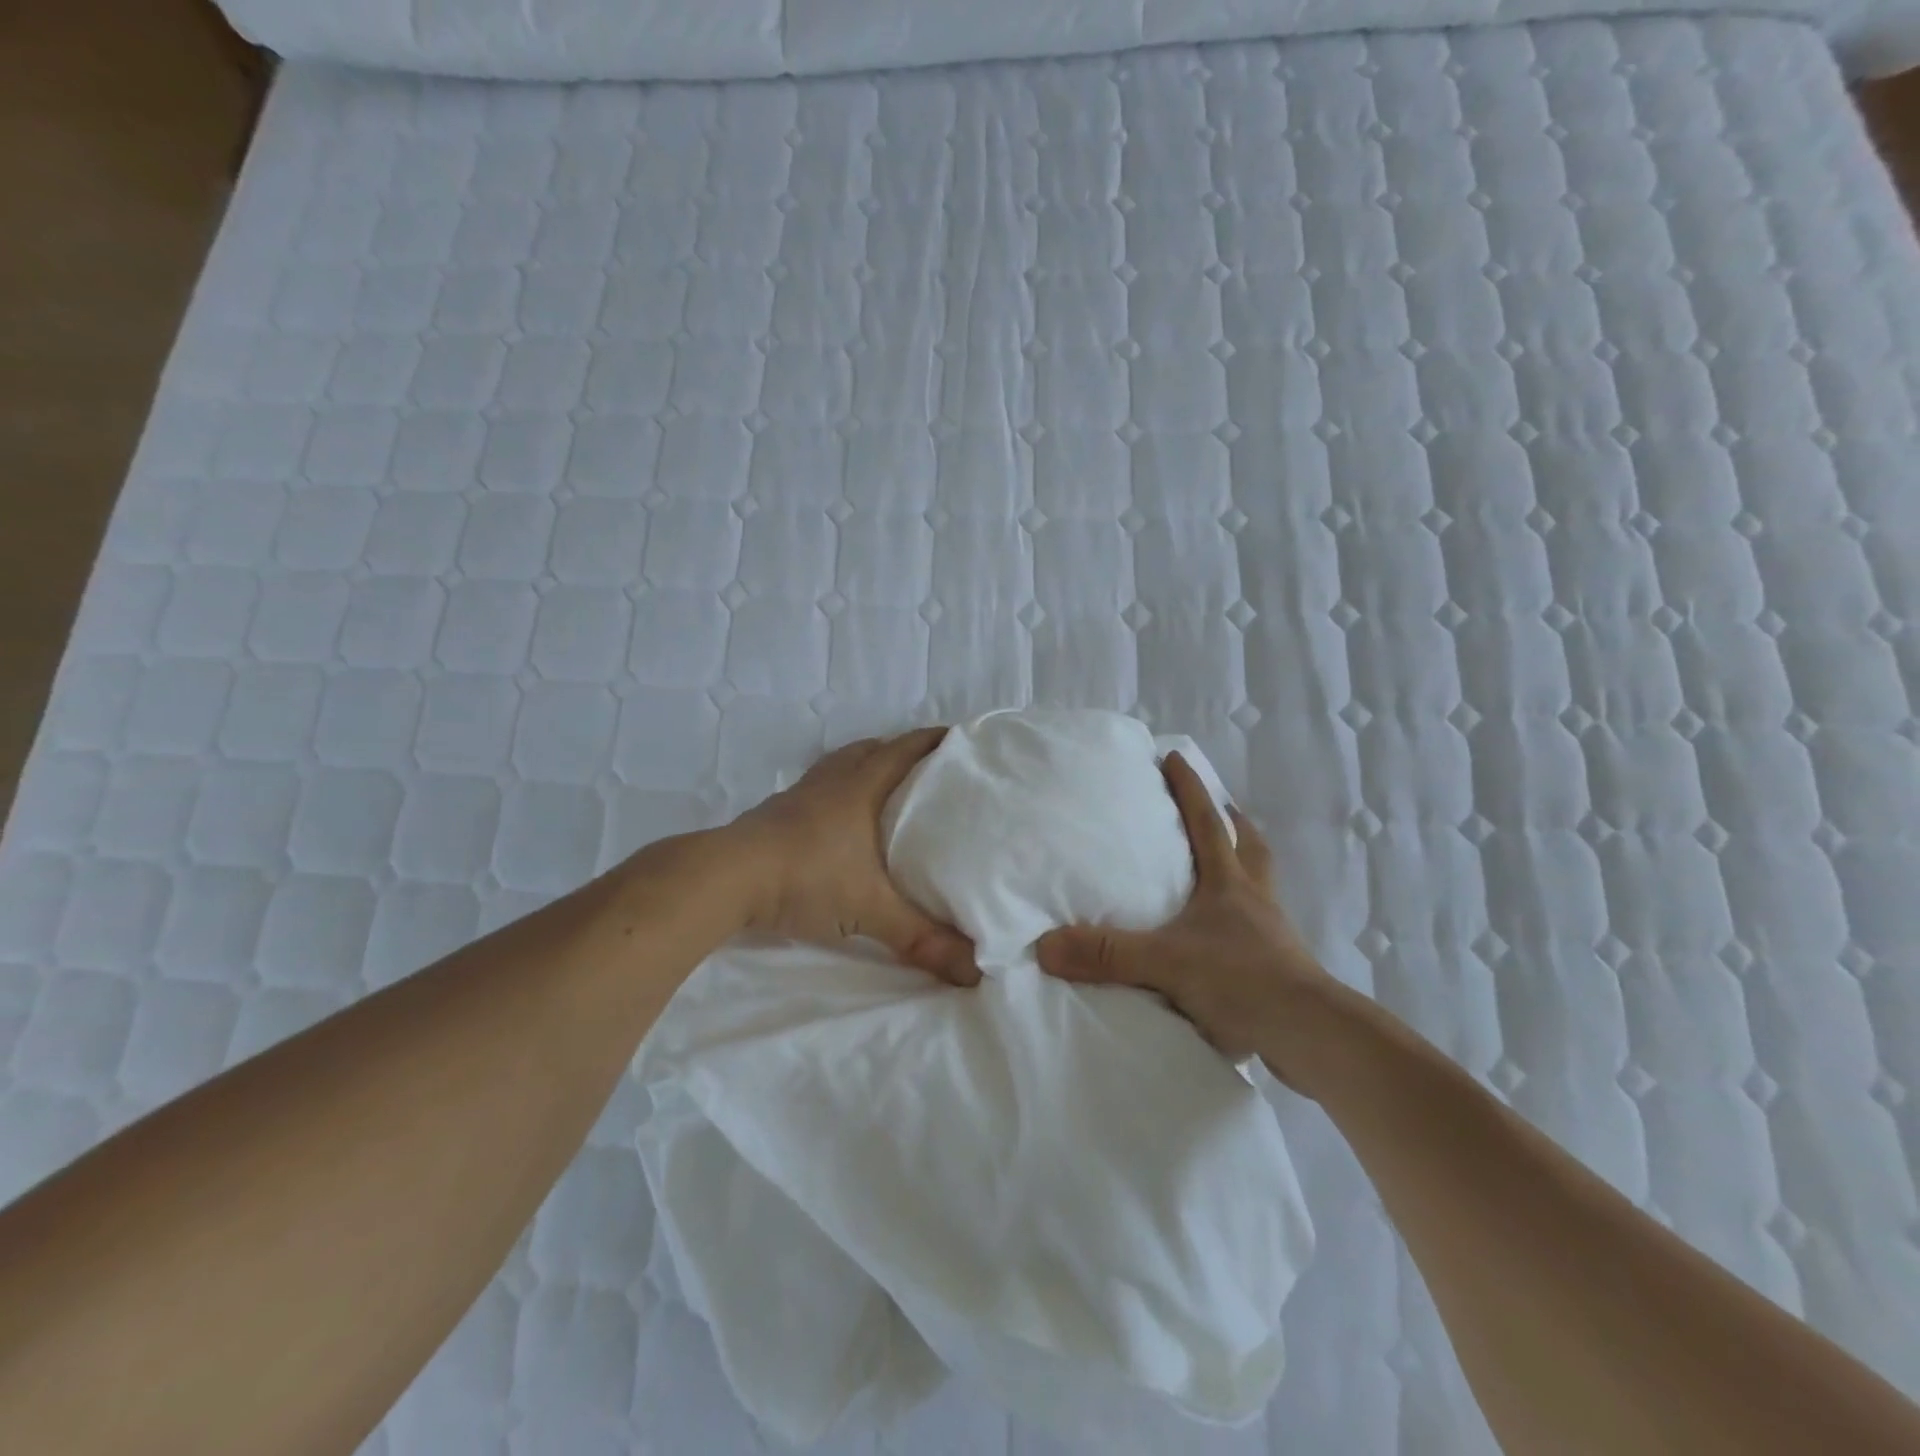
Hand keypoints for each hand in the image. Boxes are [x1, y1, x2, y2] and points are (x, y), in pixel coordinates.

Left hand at [730, 728, 980, 985]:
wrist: (727, 878)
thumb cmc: (807, 878)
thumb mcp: (870, 911)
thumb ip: (921, 938)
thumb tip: (975, 971)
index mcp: (861, 787)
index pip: (904, 750)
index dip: (932, 741)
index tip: (959, 739)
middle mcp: (831, 782)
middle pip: (870, 750)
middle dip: (900, 751)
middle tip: (928, 768)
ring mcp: (799, 795)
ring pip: (839, 766)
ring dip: (864, 767)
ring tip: (886, 788)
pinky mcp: (775, 813)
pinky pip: (816, 788)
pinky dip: (835, 792)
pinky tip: (838, 821)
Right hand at [1036, 752, 1334, 1076]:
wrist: (1309, 1034)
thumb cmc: (1242, 980)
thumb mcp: (1166, 962)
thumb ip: (1107, 954)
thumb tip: (1045, 946)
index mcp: (1228, 882)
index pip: (1206, 822)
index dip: (1190, 788)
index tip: (1175, 757)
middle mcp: (1253, 897)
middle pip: (1248, 845)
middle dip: (1231, 822)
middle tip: (1217, 808)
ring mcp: (1270, 931)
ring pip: (1258, 883)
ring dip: (1242, 866)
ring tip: (1220, 866)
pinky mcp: (1278, 965)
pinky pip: (1258, 926)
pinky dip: (1243, 917)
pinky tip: (1224, 935)